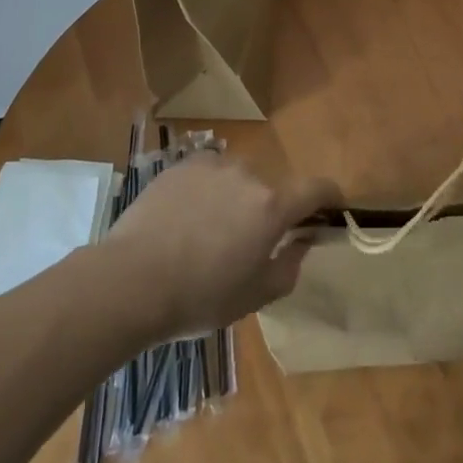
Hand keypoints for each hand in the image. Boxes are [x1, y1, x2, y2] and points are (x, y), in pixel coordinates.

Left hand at [102, 154, 338, 336]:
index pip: (317, 188)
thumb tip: (301, 244)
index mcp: (272, 206)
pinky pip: (207, 175)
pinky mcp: (181, 166)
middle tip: (246, 243)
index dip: (330, 196)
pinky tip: (183, 221)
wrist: (129, 281)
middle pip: (271, 188)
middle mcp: (248, 175)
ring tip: (207, 233)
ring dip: (235, 199)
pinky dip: (206, 192)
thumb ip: (289, 267)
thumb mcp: (253, 297)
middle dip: (267, 210)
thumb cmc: (198, 297)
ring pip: (237, 179)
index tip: (332, 208)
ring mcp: (212, 165)